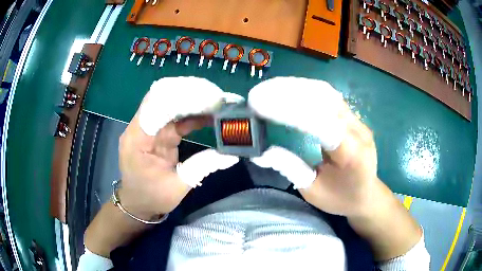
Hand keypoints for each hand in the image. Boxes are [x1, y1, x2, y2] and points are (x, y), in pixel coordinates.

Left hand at [118, 77, 240, 218]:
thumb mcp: (178, 186)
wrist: (138, 203)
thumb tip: (232, 155)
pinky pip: (174, 118)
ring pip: (169, 105)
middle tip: (216, 96)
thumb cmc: (152, 197)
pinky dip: (191, 115)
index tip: (206, 96)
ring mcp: (149, 130)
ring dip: (192, 102)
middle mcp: (140, 128)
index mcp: (138, 139)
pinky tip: (209, 115)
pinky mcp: (158, 134)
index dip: (179, 96)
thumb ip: (202, 166)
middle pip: (162, 99)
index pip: (154, 104)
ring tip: (216, 102)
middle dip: (189, 95)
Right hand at [248, 77, 378, 216]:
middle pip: (324, 99)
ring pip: (326, 93)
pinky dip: (306, 90)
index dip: (288, 111)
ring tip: (269, 88)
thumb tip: (261, 152)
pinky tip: (289, 91)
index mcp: (351, 154)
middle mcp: (359, 131)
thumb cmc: (341, 198)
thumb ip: (290, 168)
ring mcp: (358, 121)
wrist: (367, 194)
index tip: (258, 105)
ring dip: (296, 87)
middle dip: (288, 92)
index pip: (320, 123)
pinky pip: (329, 97)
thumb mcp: (312, 191)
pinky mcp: (353, 117)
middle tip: (259, 93)